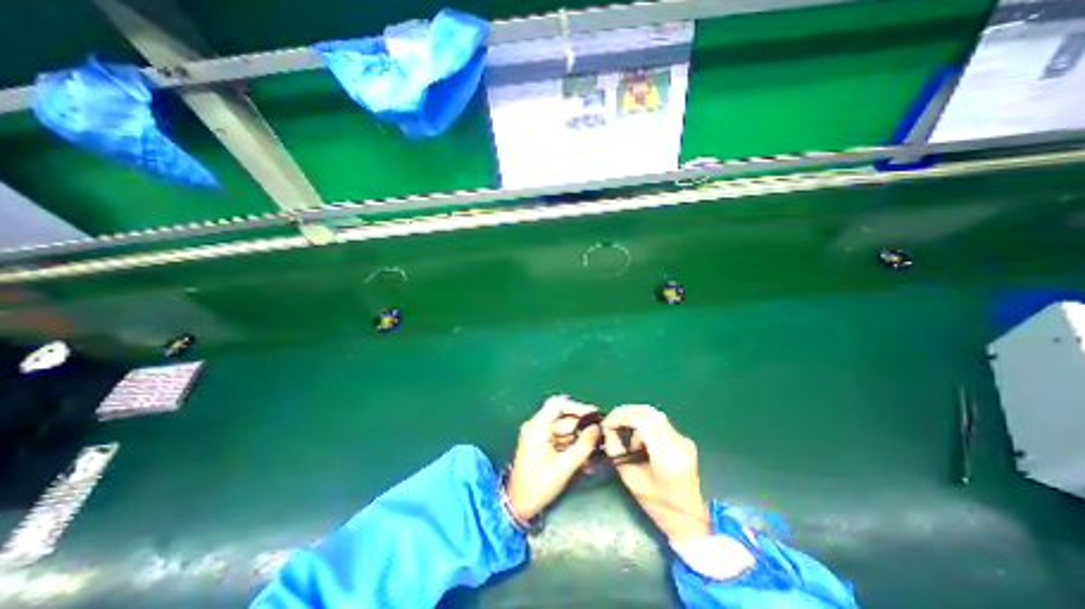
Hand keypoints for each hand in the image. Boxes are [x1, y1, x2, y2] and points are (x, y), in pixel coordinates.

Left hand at [507, 396, 601, 521]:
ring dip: (577, 439)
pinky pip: (558, 438)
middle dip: (580, 427)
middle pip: (562, 418)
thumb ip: (583, 446)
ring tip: (592, 451)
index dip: (577, 407)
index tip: (593, 414)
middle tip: (597, 436)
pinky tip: (582, 457)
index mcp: (537, 427)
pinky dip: (570, 445)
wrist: (518, 506)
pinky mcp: (539, 444)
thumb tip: (597, 429)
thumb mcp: (565, 466)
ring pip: (562, 429)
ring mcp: (536, 435)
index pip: (558, 405)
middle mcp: (535, 426)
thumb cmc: (538, 486)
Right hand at [603, 406, 713, 538]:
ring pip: (654, 415)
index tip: (607, 422)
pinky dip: (646, 426)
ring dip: (636, 419)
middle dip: (626, 412)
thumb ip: (615, 449)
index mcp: (666, 458)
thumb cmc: (656, 503)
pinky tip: (642, 443)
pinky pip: (660, 423)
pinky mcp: (685, 440)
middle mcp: (678, 444)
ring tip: (629, 439)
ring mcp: (684, 440)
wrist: (688, 518)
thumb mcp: (629, 478)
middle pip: (649, 412)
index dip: (621, 417)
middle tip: (612, 419)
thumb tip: (607, 428)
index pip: (641, 422)